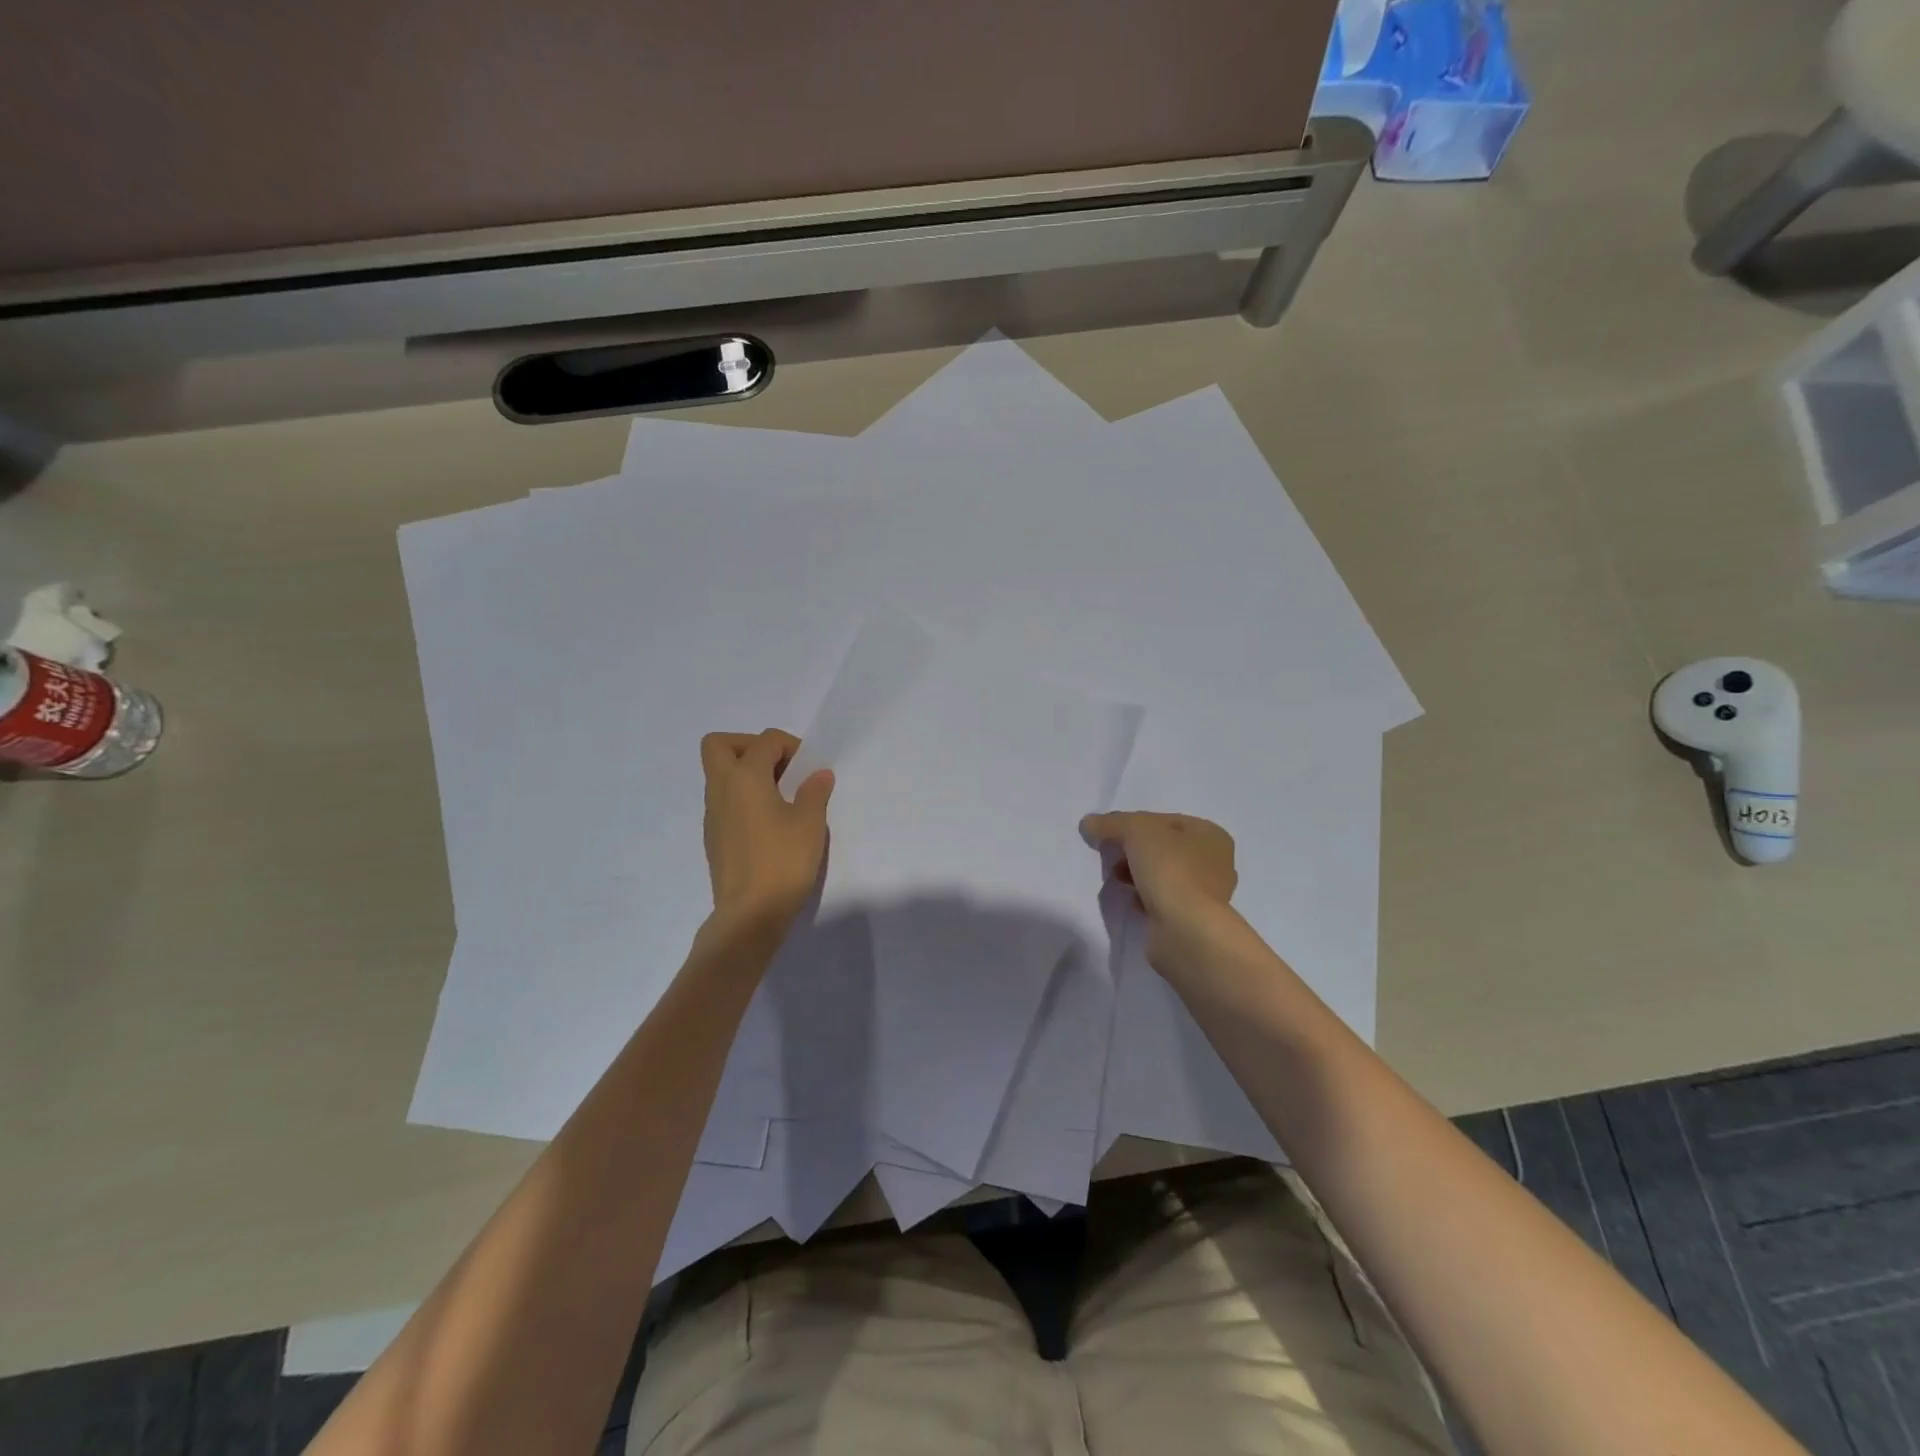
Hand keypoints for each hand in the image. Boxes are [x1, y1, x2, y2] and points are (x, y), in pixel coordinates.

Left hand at [701, 730, 833, 925]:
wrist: (749, 914)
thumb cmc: (782, 861)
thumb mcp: (810, 823)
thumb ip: (814, 791)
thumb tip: (818, 774)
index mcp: (745, 777)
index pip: (765, 740)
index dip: (790, 746)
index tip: (808, 770)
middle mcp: (721, 789)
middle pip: (720, 745)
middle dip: (749, 745)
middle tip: (779, 768)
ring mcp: (712, 814)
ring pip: (720, 775)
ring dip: (747, 774)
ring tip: (781, 798)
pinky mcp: (714, 837)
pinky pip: (724, 801)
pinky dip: (743, 798)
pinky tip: (769, 824)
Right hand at [1080, 810, 1236, 963]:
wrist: (1185, 930)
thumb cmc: (1170, 869)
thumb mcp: (1135, 830)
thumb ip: (1110, 823)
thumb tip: (1088, 824)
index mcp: (1211, 835)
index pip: (1163, 820)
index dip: (1131, 823)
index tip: (1107, 834)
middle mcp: (1215, 862)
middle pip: (1162, 847)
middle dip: (1132, 850)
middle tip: (1110, 857)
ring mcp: (1206, 894)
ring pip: (1162, 874)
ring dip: (1136, 874)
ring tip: (1117, 879)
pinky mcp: (1192, 919)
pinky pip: (1162, 899)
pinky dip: (1144, 898)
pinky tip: (1131, 901)